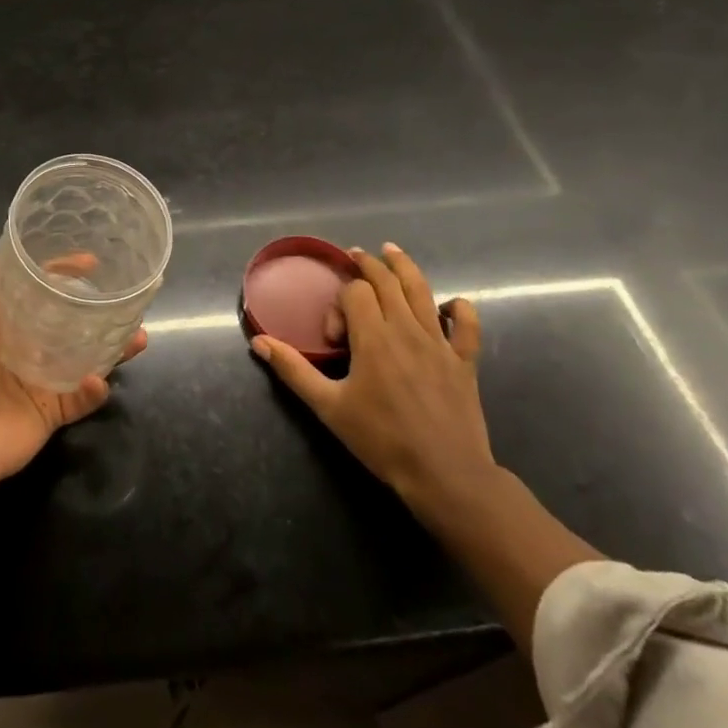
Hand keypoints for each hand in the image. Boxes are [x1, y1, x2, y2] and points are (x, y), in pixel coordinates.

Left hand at [0, 255, 146, 493]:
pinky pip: (83, 398)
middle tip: (126, 302)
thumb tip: (19, 254)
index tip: (94, 262)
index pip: (43, 290)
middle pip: (72, 323)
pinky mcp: (53, 411)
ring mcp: (43, 380)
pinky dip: (94, 389)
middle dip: (99, 311)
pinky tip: (98, 380)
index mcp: (9, 320)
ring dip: (114, 348)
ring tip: (138, 337)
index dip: (66, 274)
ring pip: (88, 358)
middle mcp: (29, 346)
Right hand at [251, 243, 493, 514]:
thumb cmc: (382, 440)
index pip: (355, 293)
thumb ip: (294, 370)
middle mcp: (407, 329)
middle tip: (355, 254)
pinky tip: (449, 305)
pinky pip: (467, 325)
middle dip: (369, 264)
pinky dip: (460, 308)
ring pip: (423, 291)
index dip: (339, 304)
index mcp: (373, 337)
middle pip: (387, 281)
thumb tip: (259, 341)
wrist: (446, 475)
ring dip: (405, 267)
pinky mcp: (464, 361)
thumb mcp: (329, 407)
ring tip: (392, 251)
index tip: (334, 335)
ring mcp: (440, 343)